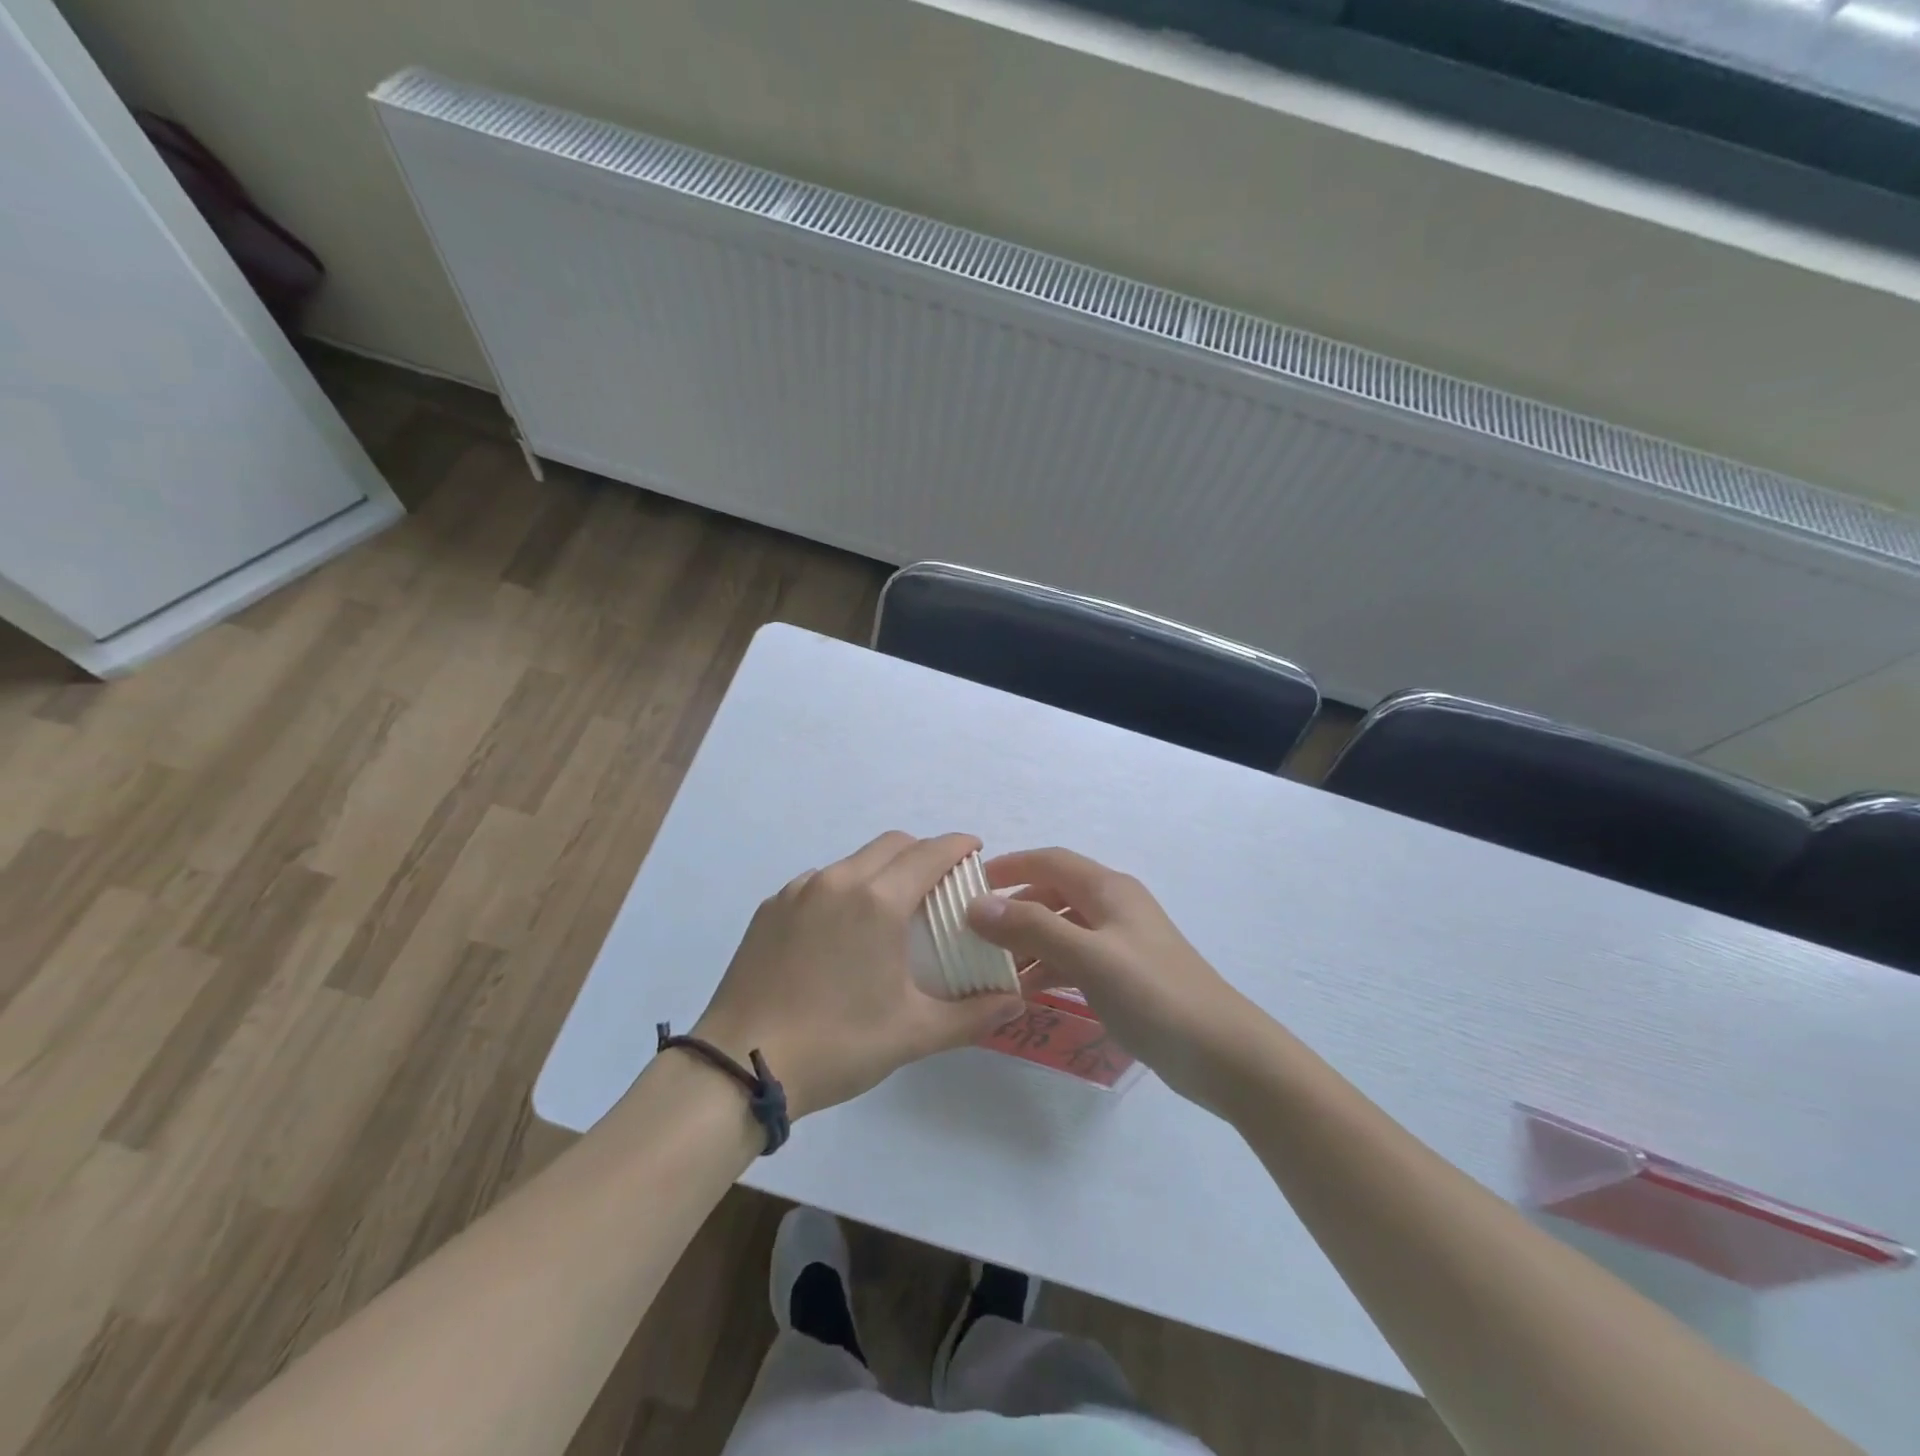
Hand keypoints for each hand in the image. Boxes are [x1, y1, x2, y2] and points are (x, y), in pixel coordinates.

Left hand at [693, 832, 1024, 1117]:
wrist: (738, 1064)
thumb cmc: (837, 1044)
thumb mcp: (912, 1033)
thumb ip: (971, 1014)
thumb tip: (1016, 1001)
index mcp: (878, 901)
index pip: (930, 852)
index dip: (958, 845)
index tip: (975, 853)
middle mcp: (839, 881)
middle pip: (893, 844)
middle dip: (924, 852)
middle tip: (941, 884)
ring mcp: (799, 891)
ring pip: (854, 860)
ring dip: (882, 869)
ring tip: (891, 910)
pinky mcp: (771, 908)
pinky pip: (820, 881)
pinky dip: (845, 888)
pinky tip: (842, 931)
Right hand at [966, 847, 1254, 1108]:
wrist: (1222, 1053)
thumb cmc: (1154, 994)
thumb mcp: (1089, 957)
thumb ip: (1033, 928)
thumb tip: (977, 905)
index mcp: (1109, 889)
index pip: (1050, 861)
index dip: (1009, 866)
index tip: (969, 885)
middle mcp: (1114, 907)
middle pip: (1053, 894)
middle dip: (1013, 908)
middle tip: (972, 933)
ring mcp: (1121, 943)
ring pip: (1062, 929)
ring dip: (1027, 942)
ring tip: (990, 967)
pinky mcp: (1124, 976)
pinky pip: (1074, 959)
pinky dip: (1048, 967)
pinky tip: (1025, 991)